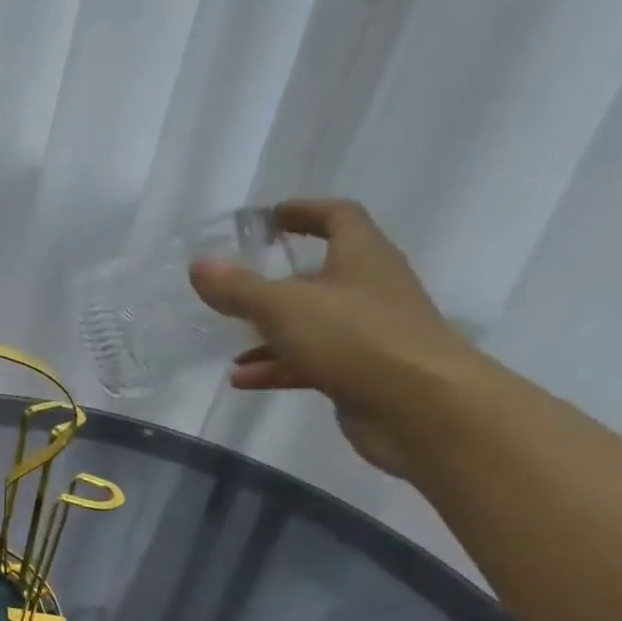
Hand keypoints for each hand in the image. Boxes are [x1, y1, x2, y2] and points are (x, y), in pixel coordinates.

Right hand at [188, 197, 478, 473]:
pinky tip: (243, 380)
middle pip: (322, 274)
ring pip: (312, 324)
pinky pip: (312, 362)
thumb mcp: (285, 307)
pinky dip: (278, 367)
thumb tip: (199, 265)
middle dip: (280, 281)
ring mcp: (369, 334)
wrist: (422, 408)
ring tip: (230, 347)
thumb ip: (239, 288)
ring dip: (271, 334)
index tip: (270, 217)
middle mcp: (370, 289)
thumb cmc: (356, 340)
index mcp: (362, 257)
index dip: (305, 211)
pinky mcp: (362, 373)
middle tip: (240, 285)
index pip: (338, 217)